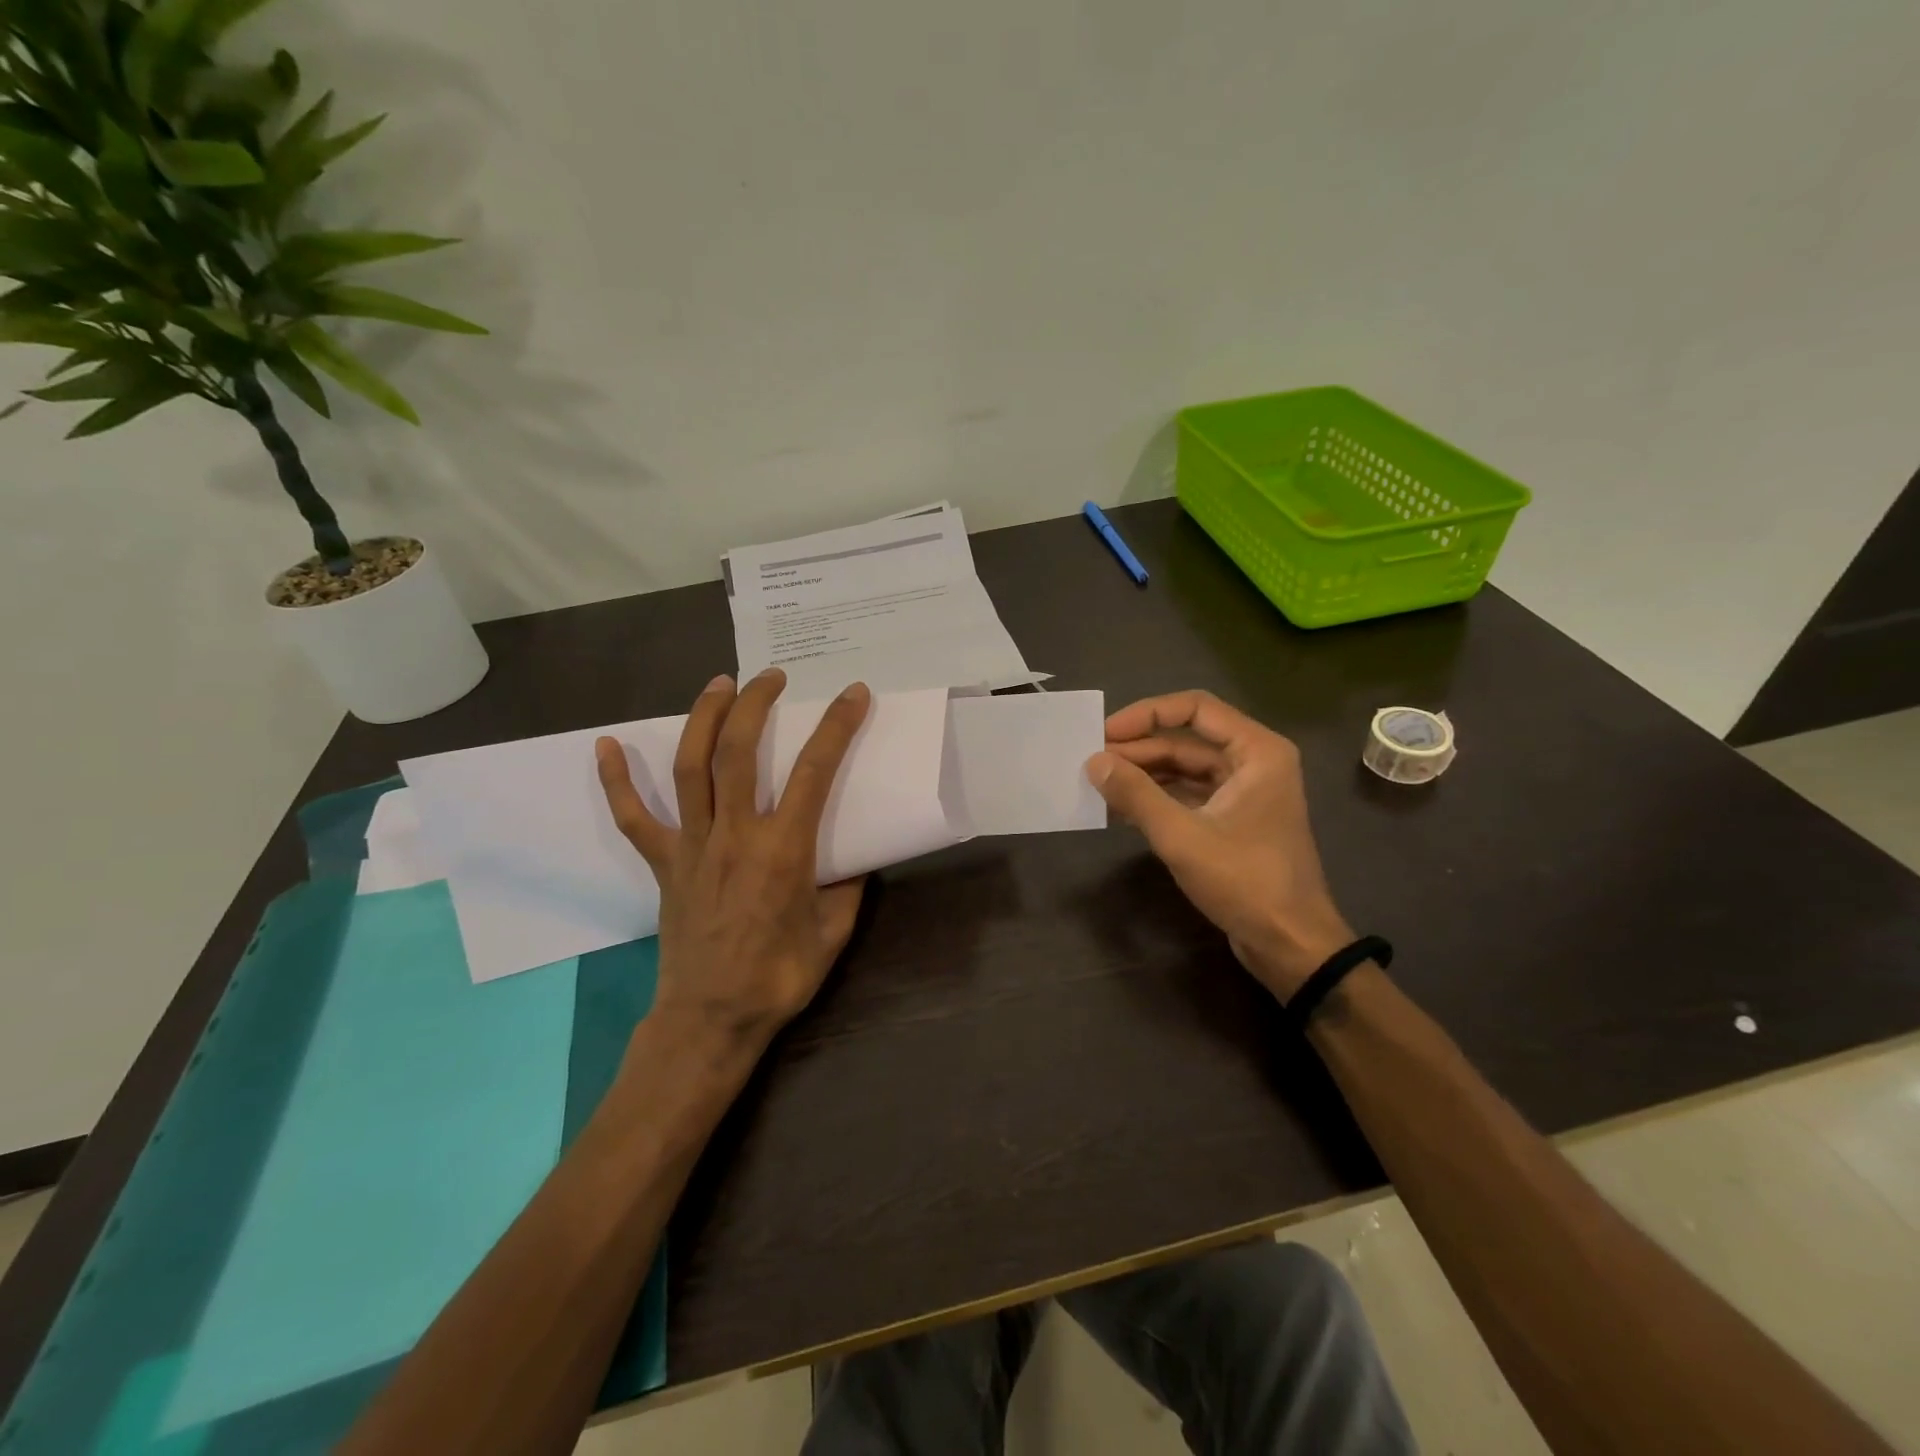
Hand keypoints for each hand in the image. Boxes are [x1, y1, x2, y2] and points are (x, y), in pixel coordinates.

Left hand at [596, 668, 871, 1058]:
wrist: (711, 1019)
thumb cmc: (779, 977)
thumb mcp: (833, 932)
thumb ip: (847, 886)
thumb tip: (854, 856)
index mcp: (783, 850)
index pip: (814, 771)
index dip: (836, 727)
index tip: (852, 694)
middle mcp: (734, 835)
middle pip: (738, 752)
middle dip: (755, 704)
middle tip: (772, 677)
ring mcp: (692, 846)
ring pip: (690, 768)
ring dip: (703, 718)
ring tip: (719, 684)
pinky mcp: (663, 863)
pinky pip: (633, 818)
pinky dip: (616, 781)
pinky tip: (606, 746)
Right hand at [1086, 690, 1354, 1000]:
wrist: (1290, 945)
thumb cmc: (1245, 882)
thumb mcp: (1182, 836)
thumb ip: (1136, 794)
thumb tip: (1093, 761)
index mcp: (1257, 751)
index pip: (1195, 708)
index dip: (1146, 714)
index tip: (1105, 733)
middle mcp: (1253, 762)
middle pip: (1186, 740)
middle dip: (1138, 749)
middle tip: (1091, 762)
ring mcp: (1244, 792)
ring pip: (1184, 769)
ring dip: (1143, 774)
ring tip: (1098, 784)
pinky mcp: (1232, 820)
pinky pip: (1188, 795)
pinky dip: (1156, 798)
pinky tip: (1120, 807)